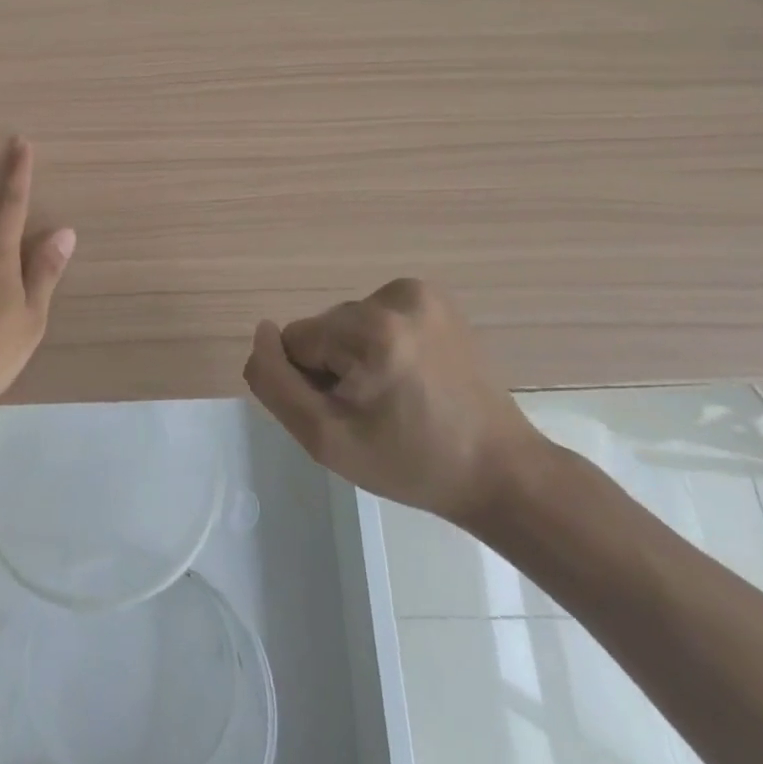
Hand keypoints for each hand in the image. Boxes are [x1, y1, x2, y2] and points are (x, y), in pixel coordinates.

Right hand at [242, 278, 550, 528]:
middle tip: (376, 413)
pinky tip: (411, 376)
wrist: (502, 472)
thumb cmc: (411, 464)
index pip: (296, 341)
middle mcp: (395, 296)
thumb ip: (275, 384)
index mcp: (371, 330)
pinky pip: (374, 315)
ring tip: (398, 398)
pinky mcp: (433, 296)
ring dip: (357, 356)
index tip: (354, 416)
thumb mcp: (326, 440)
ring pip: (346, 322)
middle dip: (335, 367)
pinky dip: (380, 343)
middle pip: (324, 329)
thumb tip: (261, 334)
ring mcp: (419, 292)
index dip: (313, 384)